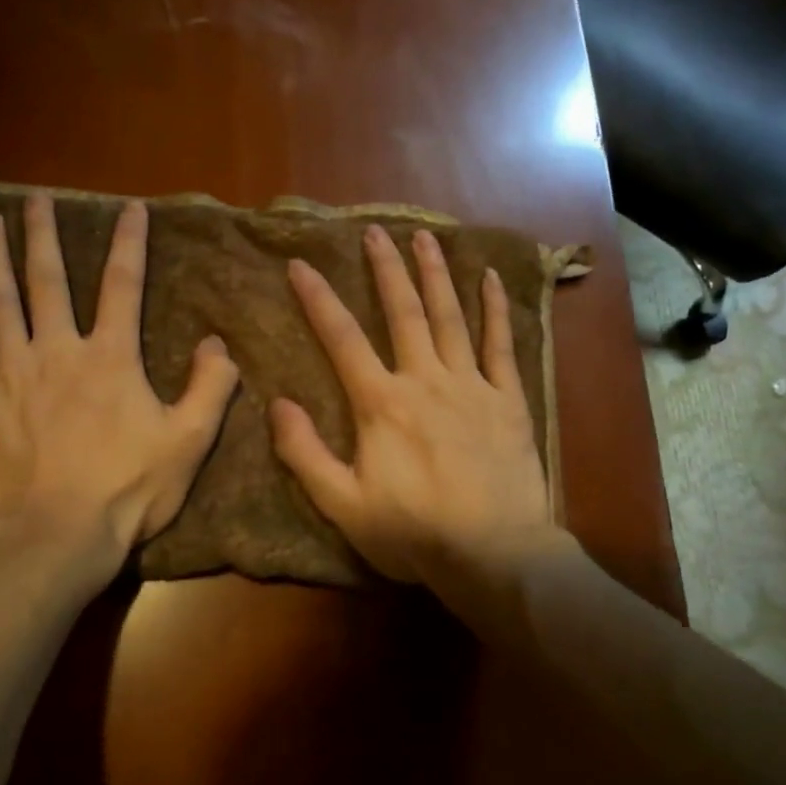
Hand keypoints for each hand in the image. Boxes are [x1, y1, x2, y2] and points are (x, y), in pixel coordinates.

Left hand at [0, 194, 239, 578]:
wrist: (60, 535)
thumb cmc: (129, 490)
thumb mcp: (190, 440)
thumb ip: (210, 387)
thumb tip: (217, 342)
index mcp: (111, 358)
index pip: (123, 286)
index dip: (130, 244)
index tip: (131, 208)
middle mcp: (58, 352)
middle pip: (50, 281)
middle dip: (45, 236)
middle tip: (36, 199)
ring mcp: (11, 376)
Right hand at [270, 224, 553, 585]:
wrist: (494, 553)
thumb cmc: (413, 532)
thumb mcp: (343, 504)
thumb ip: (305, 453)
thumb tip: (277, 403)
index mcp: (381, 404)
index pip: (342, 339)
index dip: (318, 299)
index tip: (301, 263)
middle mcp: (425, 380)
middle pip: (402, 313)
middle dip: (385, 269)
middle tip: (375, 231)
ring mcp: (472, 386)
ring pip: (450, 317)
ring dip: (435, 274)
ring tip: (425, 238)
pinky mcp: (508, 400)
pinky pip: (501, 344)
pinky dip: (494, 309)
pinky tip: (489, 278)